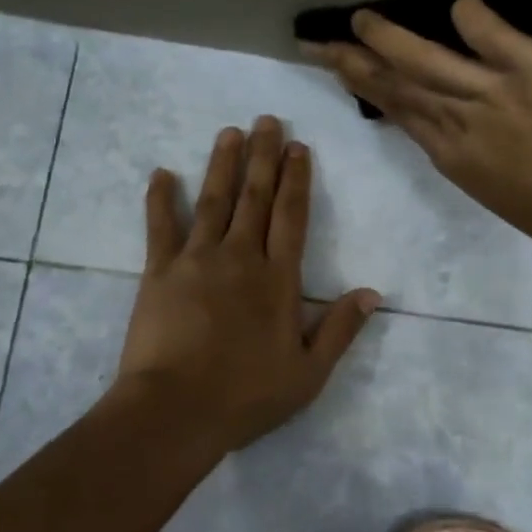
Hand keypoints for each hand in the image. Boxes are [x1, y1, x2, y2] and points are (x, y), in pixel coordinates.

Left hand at [112, 116, 380, 457]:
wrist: (175, 410)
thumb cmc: (246, 396)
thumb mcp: (308, 373)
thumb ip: (340, 329)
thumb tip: (372, 293)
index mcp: (278, 279)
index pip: (291, 217)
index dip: (296, 180)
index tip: (298, 147)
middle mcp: (240, 257)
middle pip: (255, 197)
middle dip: (263, 157)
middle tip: (267, 120)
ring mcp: (197, 260)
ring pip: (214, 200)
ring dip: (222, 164)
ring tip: (230, 132)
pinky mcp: (159, 271)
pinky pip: (160, 227)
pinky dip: (160, 199)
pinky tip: (162, 173)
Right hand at [301, 0, 531, 251]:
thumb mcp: (500, 187)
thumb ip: (478, 152)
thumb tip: (462, 129)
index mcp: (453, 155)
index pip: (401, 113)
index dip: (369, 90)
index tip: (345, 72)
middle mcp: (458, 122)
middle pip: (397, 87)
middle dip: (354, 64)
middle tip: (319, 44)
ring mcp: (490, 93)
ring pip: (427, 62)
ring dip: (390, 40)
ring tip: (361, 19)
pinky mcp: (531, 69)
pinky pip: (493, 37)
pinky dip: (473, 19)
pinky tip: (456, 5)